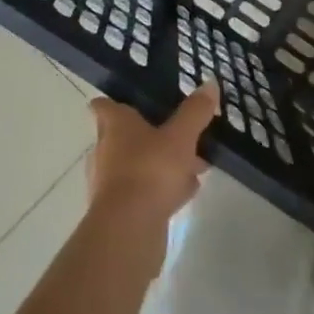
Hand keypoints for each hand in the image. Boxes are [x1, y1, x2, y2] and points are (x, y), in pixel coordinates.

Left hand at [85, 83, 219, 263]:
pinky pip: (144, 191)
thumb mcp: (181, 136)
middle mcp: (106, 151)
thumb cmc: (150, 170)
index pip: (104, 106)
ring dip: (160, 164)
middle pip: (123, 136)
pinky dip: (162, 189)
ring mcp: (110, 184)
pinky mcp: (120, 212)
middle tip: (177, 130)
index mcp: (115, 126)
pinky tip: (187, 191)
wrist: (129, 231)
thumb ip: (195, 111)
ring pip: (137, 165)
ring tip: (193, 164)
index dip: (114, 101)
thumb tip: (209, 83)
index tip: (130, 99)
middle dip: (149, 134)